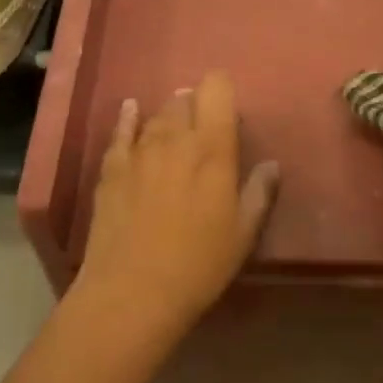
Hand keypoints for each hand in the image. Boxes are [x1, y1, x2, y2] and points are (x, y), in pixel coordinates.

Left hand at [76, 72, 279, 339]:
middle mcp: (175, 138)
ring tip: (175, 129)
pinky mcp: (111, 167)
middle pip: (185, 99)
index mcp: (213, 148)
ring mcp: (139, 150)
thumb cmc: (199, 265)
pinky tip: (132, 110)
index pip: (217, 90)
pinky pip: (121, 130)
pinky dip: (129, 117)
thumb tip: (271, 164)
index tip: (228, 109)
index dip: (222, 90)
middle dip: (196, 106)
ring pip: (157, 114)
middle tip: (204, 129)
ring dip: (169, 116)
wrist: (133, 292)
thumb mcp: (243, 234)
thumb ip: (259, 192)